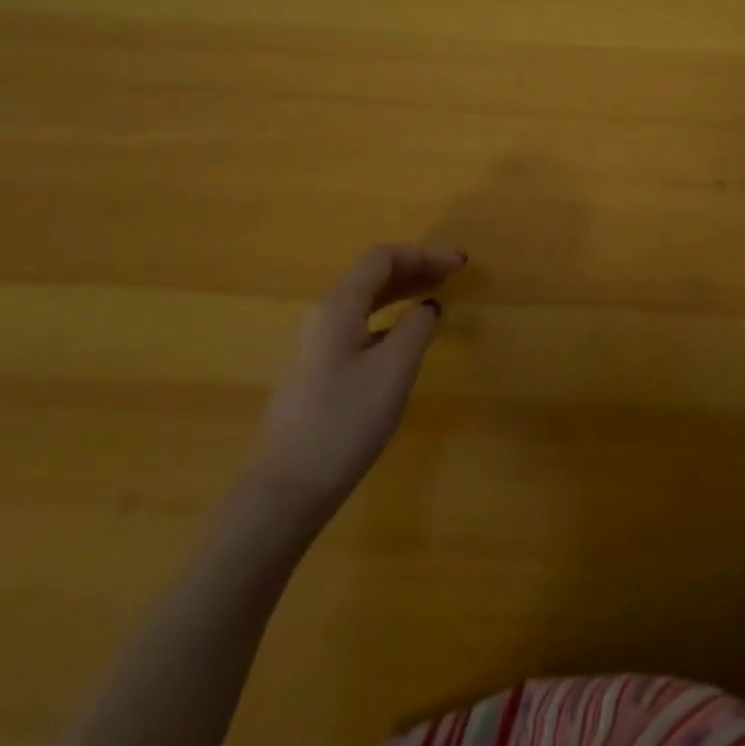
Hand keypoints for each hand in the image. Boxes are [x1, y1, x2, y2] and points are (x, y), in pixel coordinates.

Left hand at [241, 244, 463, 535]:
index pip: (383, 258)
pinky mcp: (316, 371)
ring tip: (436, 298)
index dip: (424, 254)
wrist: (285, 491)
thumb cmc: (344, 422)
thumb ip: (416, 328)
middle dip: (415, 269)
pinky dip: (389, 319)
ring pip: (365, 302)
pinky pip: (359, 325)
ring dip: (402, 292)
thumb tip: (428, 306)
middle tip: (454, 277)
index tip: (460, 266)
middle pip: (372, 275)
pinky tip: (405, 338)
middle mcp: (323, 316)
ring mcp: (316, 345)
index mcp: (338, 306)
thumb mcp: (394, 370)